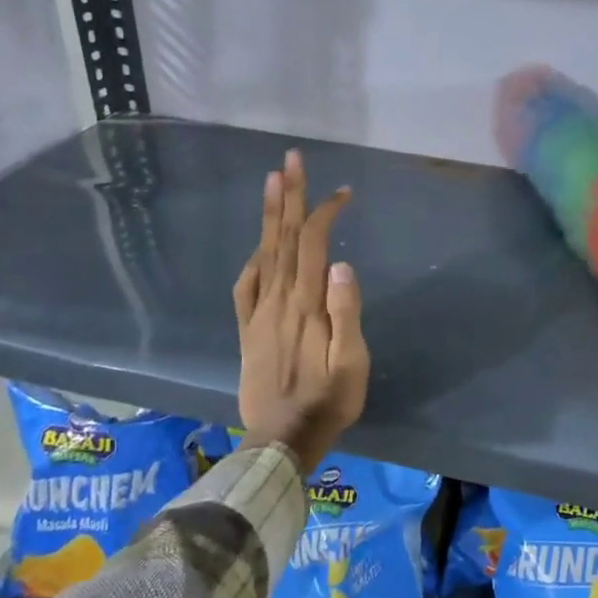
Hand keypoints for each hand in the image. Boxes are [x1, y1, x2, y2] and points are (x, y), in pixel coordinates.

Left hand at [233, 150, 367, 475]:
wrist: (281, 440)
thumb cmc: (327, 402)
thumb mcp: (351, 364)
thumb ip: (346, 313)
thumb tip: (341, 264)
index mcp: (306, 304)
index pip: (312, 244)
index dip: (324, 212)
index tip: (343, 192)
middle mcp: (279, 300)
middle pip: (283, 237)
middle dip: (289, 195)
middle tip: (291, 157)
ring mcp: (259, 313)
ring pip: (264, 253)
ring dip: (268, 215)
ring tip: (272, 180)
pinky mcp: (248, 329)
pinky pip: (246, 285)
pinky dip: (253, 258)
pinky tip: (259, 246)